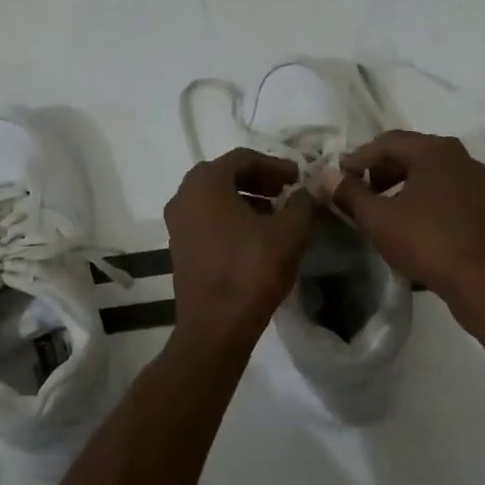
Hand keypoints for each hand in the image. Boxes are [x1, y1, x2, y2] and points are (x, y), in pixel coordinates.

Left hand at [164, 148, 315, 351]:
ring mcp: (177, 224)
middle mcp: (183, 196)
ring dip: (246, 200)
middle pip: (225, 176)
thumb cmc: (251, 270)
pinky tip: (256, 238)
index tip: (298, 177)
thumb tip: (307, 191)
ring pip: (215, 200)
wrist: (215, 326)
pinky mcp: (179, 249)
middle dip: (259, 180)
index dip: (275, 164)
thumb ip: (302, 203)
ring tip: (276, 215)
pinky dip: (232, 220)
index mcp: (205, 183)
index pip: (243, 158)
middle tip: (286, 191)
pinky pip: (208, 221)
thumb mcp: (290, 232)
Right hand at [331, 130, 484, 321]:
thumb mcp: (379, 218)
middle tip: (358, 193)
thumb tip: (326, 176)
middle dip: (379, 171)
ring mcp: (477, 182)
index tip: (338, 179)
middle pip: (411, 154)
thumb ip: (349, 193)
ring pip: (429, 174)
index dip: (358, 158)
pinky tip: (409, 225)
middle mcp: (460, 157)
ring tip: (380, 211)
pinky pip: (445, 192)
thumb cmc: (428, 241)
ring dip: (400, 187)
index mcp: (436, 150)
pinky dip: (422, 200)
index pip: (388, 141)